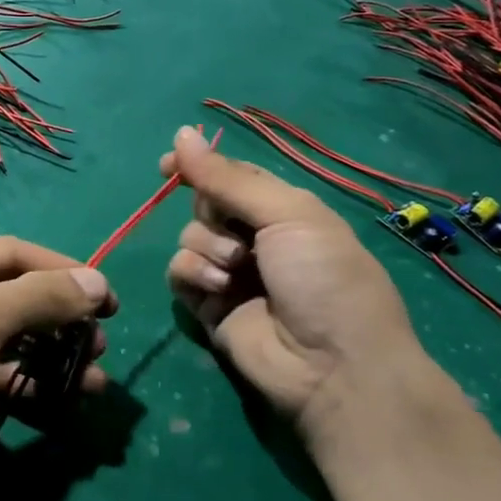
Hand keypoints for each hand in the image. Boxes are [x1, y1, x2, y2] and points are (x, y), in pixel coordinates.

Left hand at [0, 238, 116, 500]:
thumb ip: (39, 297)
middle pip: (12, 294)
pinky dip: (33, 382)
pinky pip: (0, 375)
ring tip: (94, 374)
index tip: (110, 298)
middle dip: (60, 315)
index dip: (62, 271)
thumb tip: (98, 282)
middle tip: (102, 341)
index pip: (10, 252)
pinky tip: (66, 398)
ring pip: (11, 338)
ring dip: (54, 352)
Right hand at [161, 126, 424, 439]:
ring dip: (206, 248)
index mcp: (283, 210)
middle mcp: (255, 238)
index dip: (199, 167)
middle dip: (211, 215)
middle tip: (238, 236)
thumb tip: (181, 133)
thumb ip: (228, 178)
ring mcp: (230, 273)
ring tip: (236, 272)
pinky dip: (193, 274)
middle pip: (205, 205)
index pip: (231, 176)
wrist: (333, 367)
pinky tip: (218, 289)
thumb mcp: (287, 215)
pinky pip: (180, 273)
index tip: (167, 165)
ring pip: (188, 238)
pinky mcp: (209, 306)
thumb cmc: (324, 278)